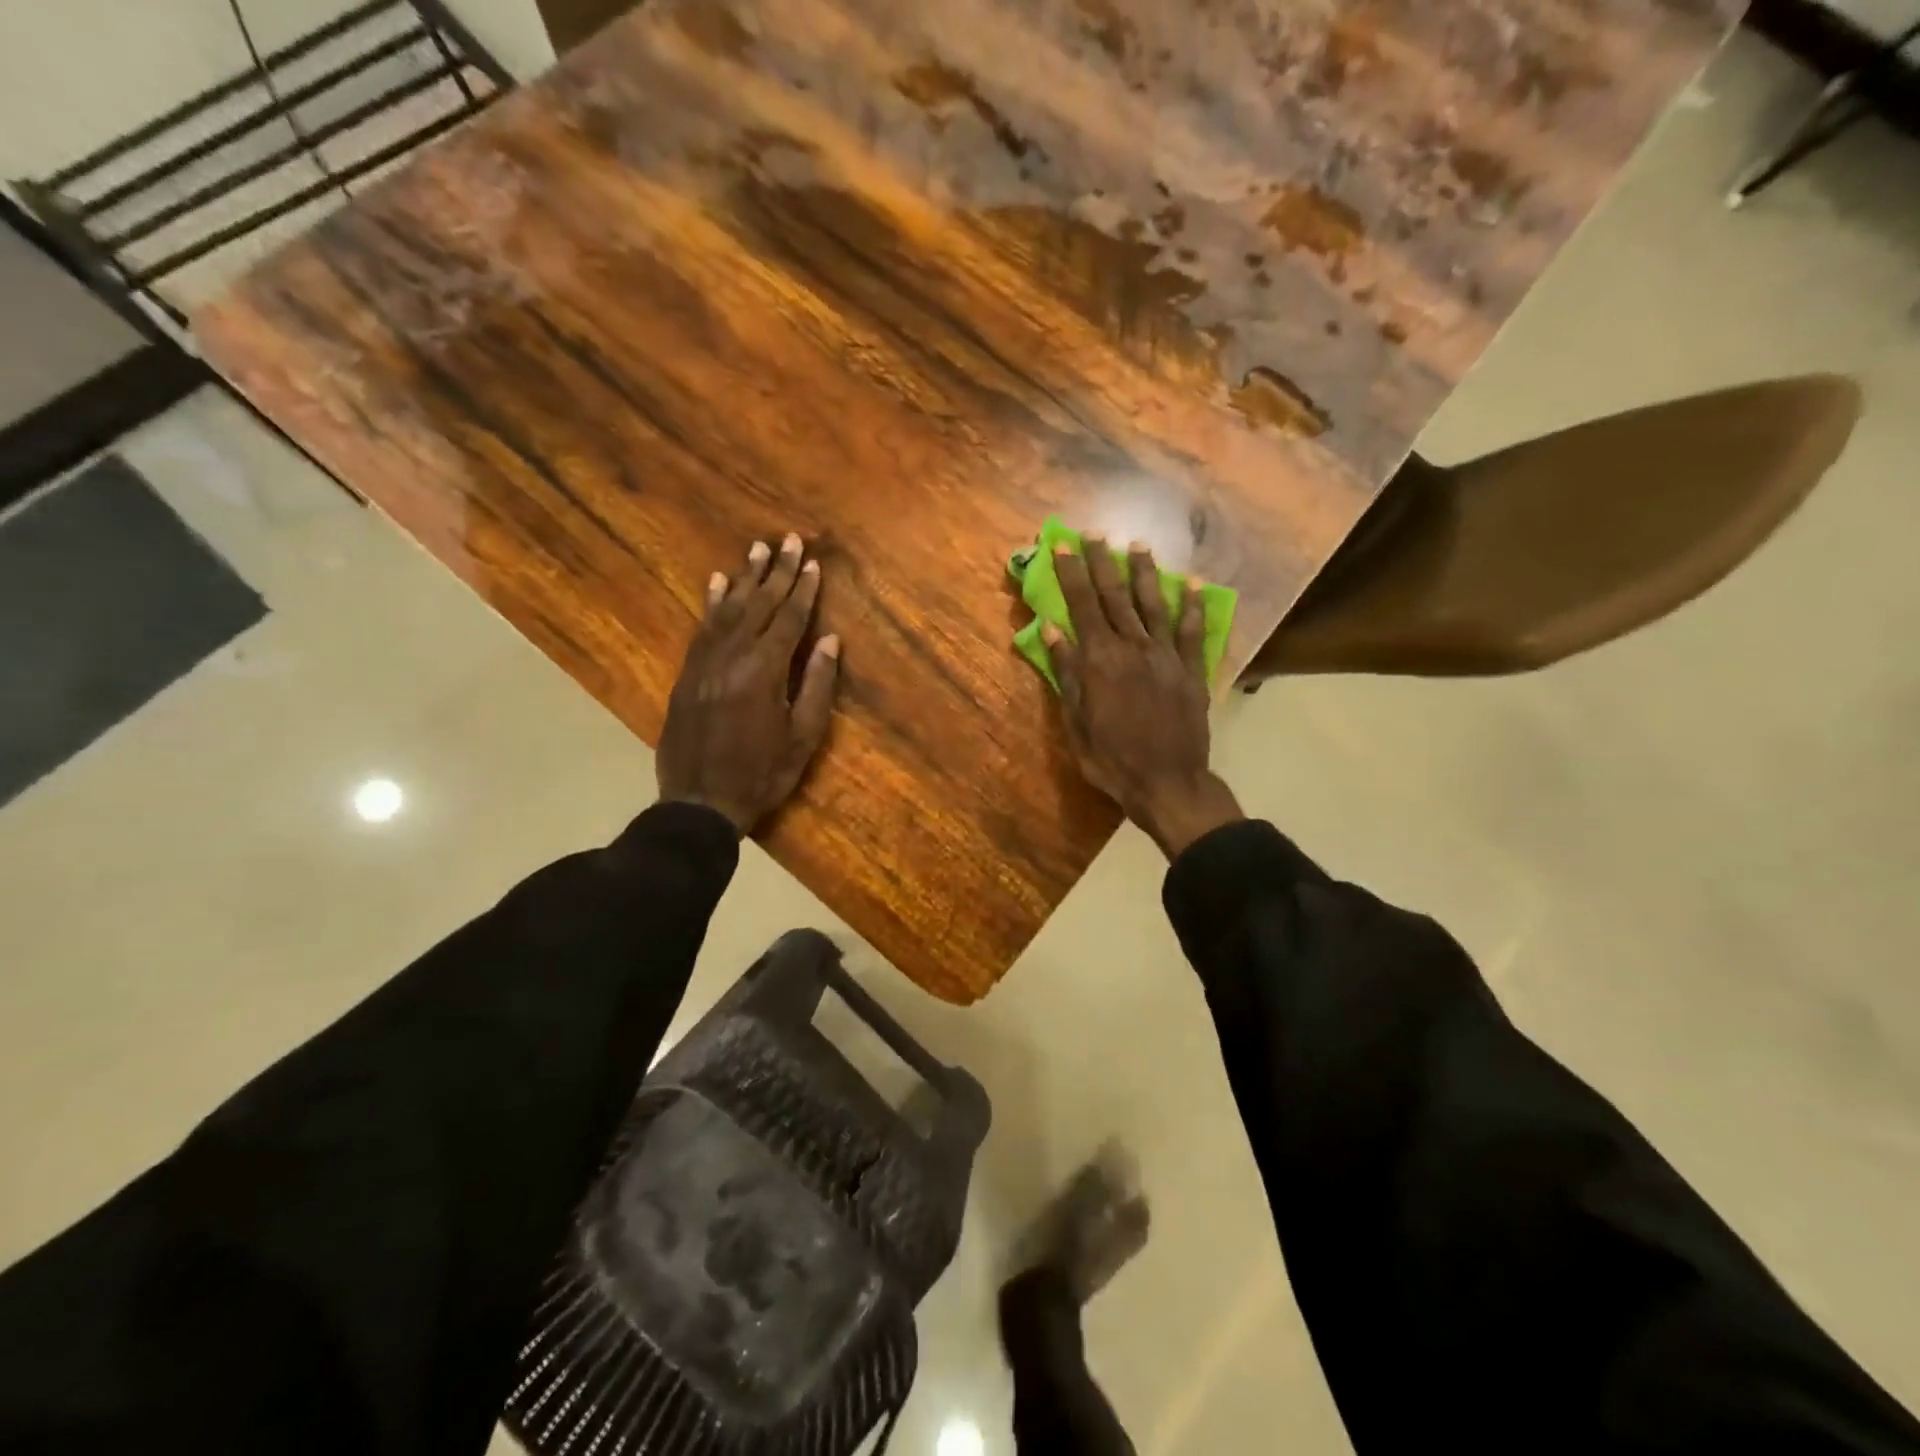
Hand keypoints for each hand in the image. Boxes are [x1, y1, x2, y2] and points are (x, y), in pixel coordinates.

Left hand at [656, 533, 840, 834]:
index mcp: (765, 671)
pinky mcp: (687, 673)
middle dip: (777, 572)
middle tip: (789, 540)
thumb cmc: (761, 774)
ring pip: (728, 610)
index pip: (789, 620)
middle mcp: (733, 656)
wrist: (700, 802)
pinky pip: (702, 628)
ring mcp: (705, 663)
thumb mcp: (803, 737)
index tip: (813, 563)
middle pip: (759, 605)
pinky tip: (718, 582)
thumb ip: (818, 684)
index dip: (804, 590)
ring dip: (746, 578)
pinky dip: (712, 603)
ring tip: (758, 549)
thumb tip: (830, 639)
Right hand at [1046, 536, 1242, 858]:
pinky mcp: (1191, 671)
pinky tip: (1193, 585)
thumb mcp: (1076, 721)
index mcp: (1100, 660)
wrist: (1167, 783)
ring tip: (1138, 547)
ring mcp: (1166, 656)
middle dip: (1102, 562)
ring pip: (1154, 604)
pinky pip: (1192, 632)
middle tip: (1095, 534)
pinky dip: (1193, 606)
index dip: (1071, 572)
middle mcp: (1133, 647)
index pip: (1082, 605)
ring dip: (1145, 574)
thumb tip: (1052, 628)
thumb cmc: (1111, 758)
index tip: (1060, 544)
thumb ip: (1067, 672)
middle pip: (1115, 596)